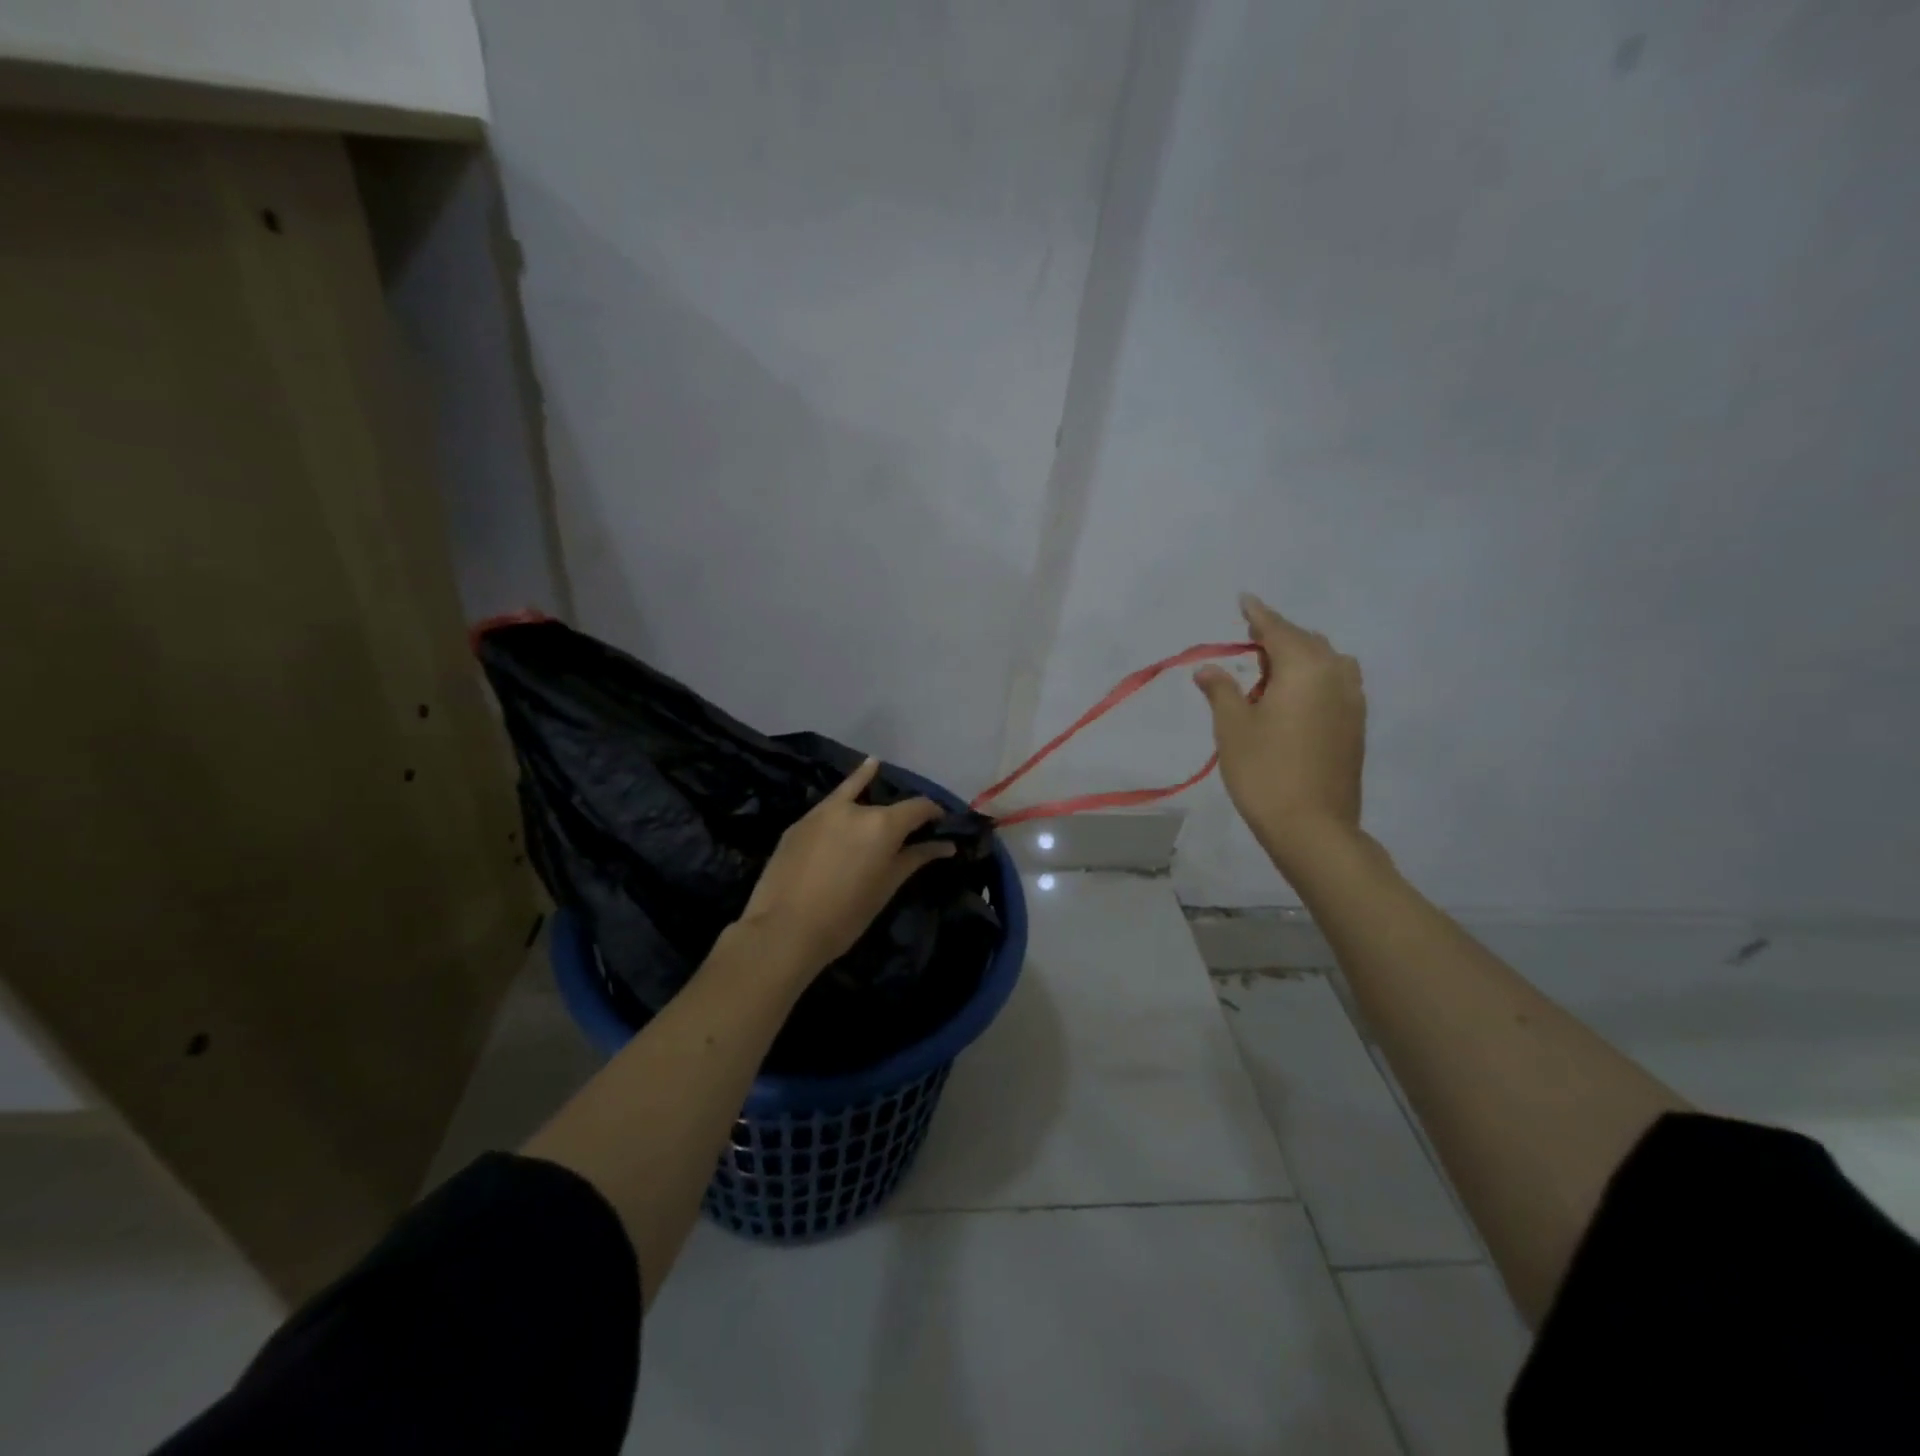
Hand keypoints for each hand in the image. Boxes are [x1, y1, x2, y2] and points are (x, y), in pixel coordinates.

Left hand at [738, 757, 955, 971]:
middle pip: (887, 805)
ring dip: (869, 785)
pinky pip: (830, 806)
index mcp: (883, 824)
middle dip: (901, 815)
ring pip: (854, 794)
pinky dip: (844, 794)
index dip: (934, 813)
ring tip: (876, 766)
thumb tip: (945, 845)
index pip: (919, 807)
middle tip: (907, 830)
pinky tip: (847, 782)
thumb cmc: (846, 916)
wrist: (783, 930)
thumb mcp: (886, 887)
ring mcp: (823, 811)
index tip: (940, 823)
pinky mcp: (800, 822)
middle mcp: (856, 808)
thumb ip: (915, 858)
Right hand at [1195, 594, 1366, 874]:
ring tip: (1270, 672)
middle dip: (1277, 637)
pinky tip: (1293, 698)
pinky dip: (1313, 678)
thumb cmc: (1265, 772)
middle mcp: (1336, 675)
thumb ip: (1222, 691)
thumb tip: (1209, 669)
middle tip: (1248, 642)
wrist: (1313, 827)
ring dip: (1298, 657)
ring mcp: (1352, 701)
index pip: (1277, 629)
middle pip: (1306, 642)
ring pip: (1326, 662)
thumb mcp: (1233, 728)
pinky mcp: (1356, 725)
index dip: (1257, 614)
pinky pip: (1335, 683)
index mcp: (1305, 668)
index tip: (1243, 599)